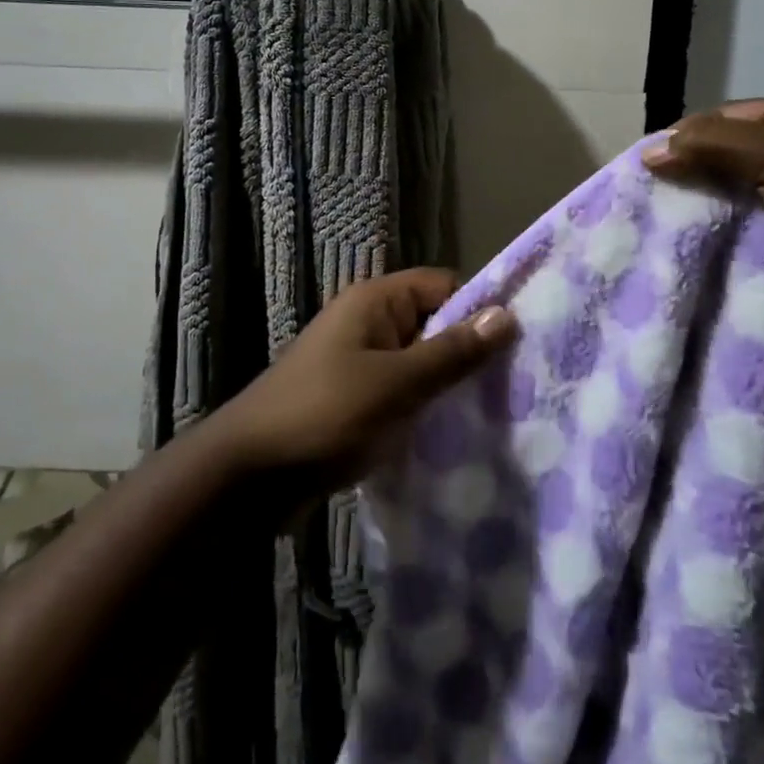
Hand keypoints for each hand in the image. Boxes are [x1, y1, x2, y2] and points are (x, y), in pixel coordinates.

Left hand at [217, 268, 516, 497]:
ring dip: (447, 385)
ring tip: (492, 414)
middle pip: (433, 324)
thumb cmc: (324, 416)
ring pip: (419, 363)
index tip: (516, 345)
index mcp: (375, 302)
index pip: (443, 286)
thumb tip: (506, 314)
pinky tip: (452, 435)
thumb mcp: (397, 384)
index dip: (478, 309)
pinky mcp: (354, 401)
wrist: (247, 478)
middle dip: (468, 352)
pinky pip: (401, 393)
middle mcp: (368, 323)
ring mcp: (359, 363)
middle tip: (512, 386)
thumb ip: (452, 352)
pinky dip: (423, 408)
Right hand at [643, 99, 763, 352]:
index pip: (721, 122)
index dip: (682, 138)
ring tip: (646, 232)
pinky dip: (712, 253)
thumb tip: (649, 151)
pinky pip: (737, 249)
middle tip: (637, 201)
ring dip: (695, 220)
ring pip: (725, 209)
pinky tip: (676, 259)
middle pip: (719, 166)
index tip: (642, 164)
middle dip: (683, 181)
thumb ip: (715, 147)